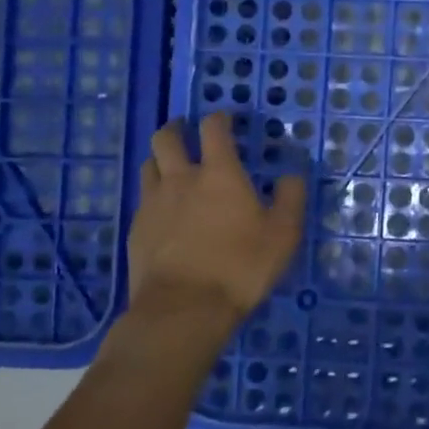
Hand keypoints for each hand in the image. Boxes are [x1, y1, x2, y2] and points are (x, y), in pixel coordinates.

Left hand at [125, 113, 306, 329]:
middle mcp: (181, 179)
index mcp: (219, 173)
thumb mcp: (283, 234)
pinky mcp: (136, 231)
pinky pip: (142, 200)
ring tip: (170, 167)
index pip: (213, 129)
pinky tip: (163, 212)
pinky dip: (153, 196)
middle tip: (186, 131)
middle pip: (167, 139)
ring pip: (148, 166)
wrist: (183, 309)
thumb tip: (292, 175)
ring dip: (160, 159)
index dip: (219, 119)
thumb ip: (290, 198)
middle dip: (176, 129)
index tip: (225, 119)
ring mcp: (153, 204)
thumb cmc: (240, 266)